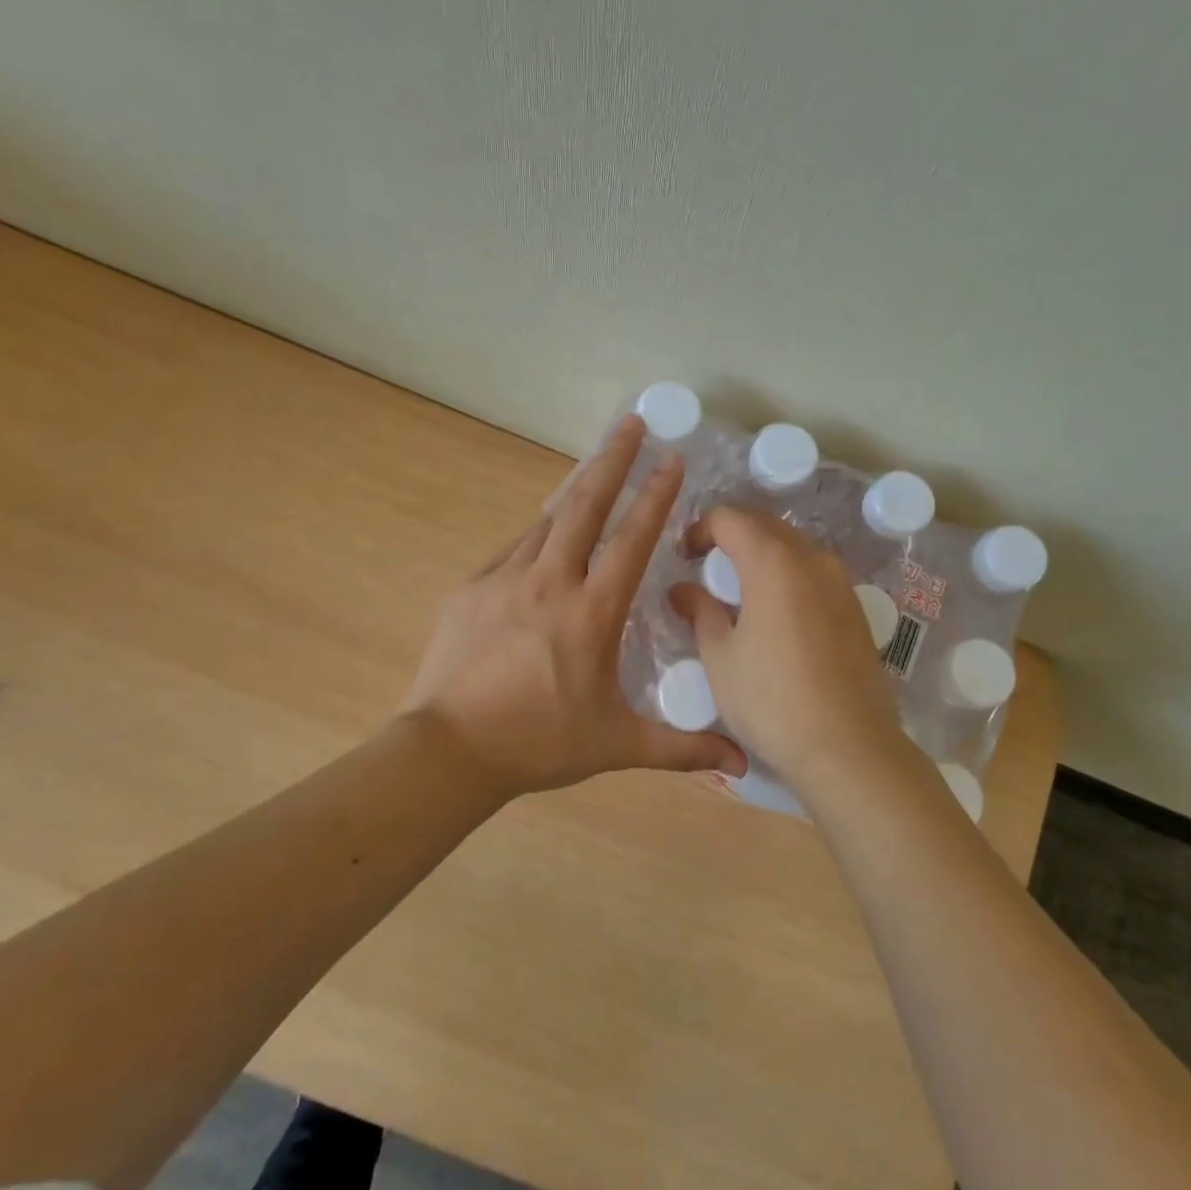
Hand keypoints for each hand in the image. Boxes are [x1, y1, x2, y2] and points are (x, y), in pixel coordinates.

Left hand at [403, 416, 746, 798]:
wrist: (449, 750)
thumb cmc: (539, 743)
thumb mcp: (617, 745)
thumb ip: (681, 748)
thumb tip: (741, 766)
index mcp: (592, 612)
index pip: (632, 540)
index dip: (656, 497)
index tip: (672, 460)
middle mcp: (551, 581)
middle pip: (584, 506)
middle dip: (612, 459)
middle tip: (630, 423)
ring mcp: (505, 580)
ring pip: (546, 520)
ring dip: (574, 489)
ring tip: (593, 464)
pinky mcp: (471, 589)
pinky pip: (512, 549)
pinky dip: (536, 534)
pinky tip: (543, 533)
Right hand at [670, 509, 910, 794]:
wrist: (848, 747)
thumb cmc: (771, 700)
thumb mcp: (720, 658)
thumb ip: (700, 612)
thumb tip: (683, 591)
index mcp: (773, 562)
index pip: (730, 518)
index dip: (700, 529)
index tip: (684, 557)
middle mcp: (812, 559)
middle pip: (765, 525)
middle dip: (731, 536)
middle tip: (706, 566)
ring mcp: (841, 582)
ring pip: (794, 547)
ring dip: (763, 554)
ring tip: (739, 589)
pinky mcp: (856, 608)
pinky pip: (815, 572)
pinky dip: (788, 575)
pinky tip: (776, 612)